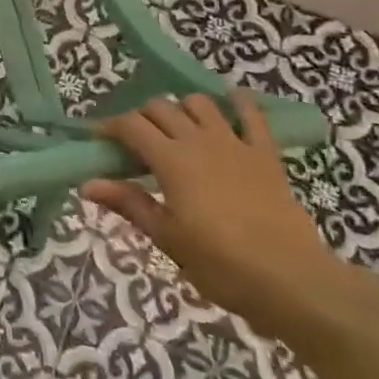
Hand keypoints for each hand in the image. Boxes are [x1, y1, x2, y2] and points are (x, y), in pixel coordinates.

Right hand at [82, 92, 345, 338]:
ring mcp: (235, 143)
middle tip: (136, 144)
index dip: (111, 128)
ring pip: (199, 103)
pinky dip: (239, 102)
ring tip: (178, 130)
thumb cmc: (221, 264)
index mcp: (171, 160)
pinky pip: (252, 115)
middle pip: (160, 108)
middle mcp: (198, 140)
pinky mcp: (265, 154)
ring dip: (182, 109)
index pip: (131, 126)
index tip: (100, 141)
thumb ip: (129, 204)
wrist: (291, 279)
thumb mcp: (167, 238)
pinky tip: (231, 99)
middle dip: (142, 118)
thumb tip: (87, 185)